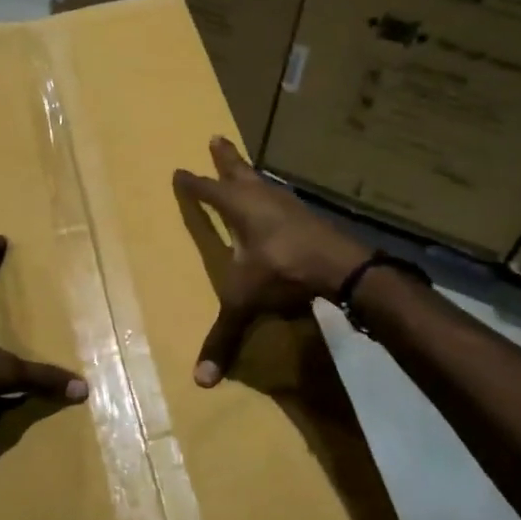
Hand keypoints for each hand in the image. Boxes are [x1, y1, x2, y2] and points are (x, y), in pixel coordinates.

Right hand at [173, 136, 368, 386]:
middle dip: (225, 157)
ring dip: (251, 173)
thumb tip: (200, 382)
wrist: (341, 265)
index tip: (180, 171)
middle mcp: (262, 198)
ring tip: (246, 168)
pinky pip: (282, 198)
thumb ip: (224, 336)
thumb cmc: (283, 272)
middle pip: (239, 171)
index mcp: (239, 208)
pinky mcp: (308, 216)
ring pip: (264, 181)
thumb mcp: (246, 302)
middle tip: (216, 137)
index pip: (208, 191)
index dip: (193, 184)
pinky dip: (273, 195)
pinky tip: (278, 204)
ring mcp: (288, 204)